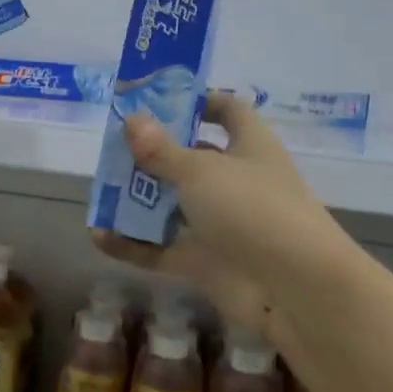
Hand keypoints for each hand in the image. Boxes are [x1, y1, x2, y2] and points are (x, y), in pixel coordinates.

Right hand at [93, 94, 348, 344]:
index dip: (200, 102)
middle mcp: (237, 182)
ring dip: (138, 202)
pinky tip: (98, 237)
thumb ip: (161, 149)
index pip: (229, 112)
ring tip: (100, 192)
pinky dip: (133, 245)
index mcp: (249, 147)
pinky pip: (162, 249)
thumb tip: (132, 119)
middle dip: (153, 155)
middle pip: (191, 160)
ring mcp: (222, 225)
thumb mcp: (200, 170)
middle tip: (113, 150)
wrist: (294, 289)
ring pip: (173, 207)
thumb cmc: (253, 209)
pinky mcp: (206, 263)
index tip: (159, 102)